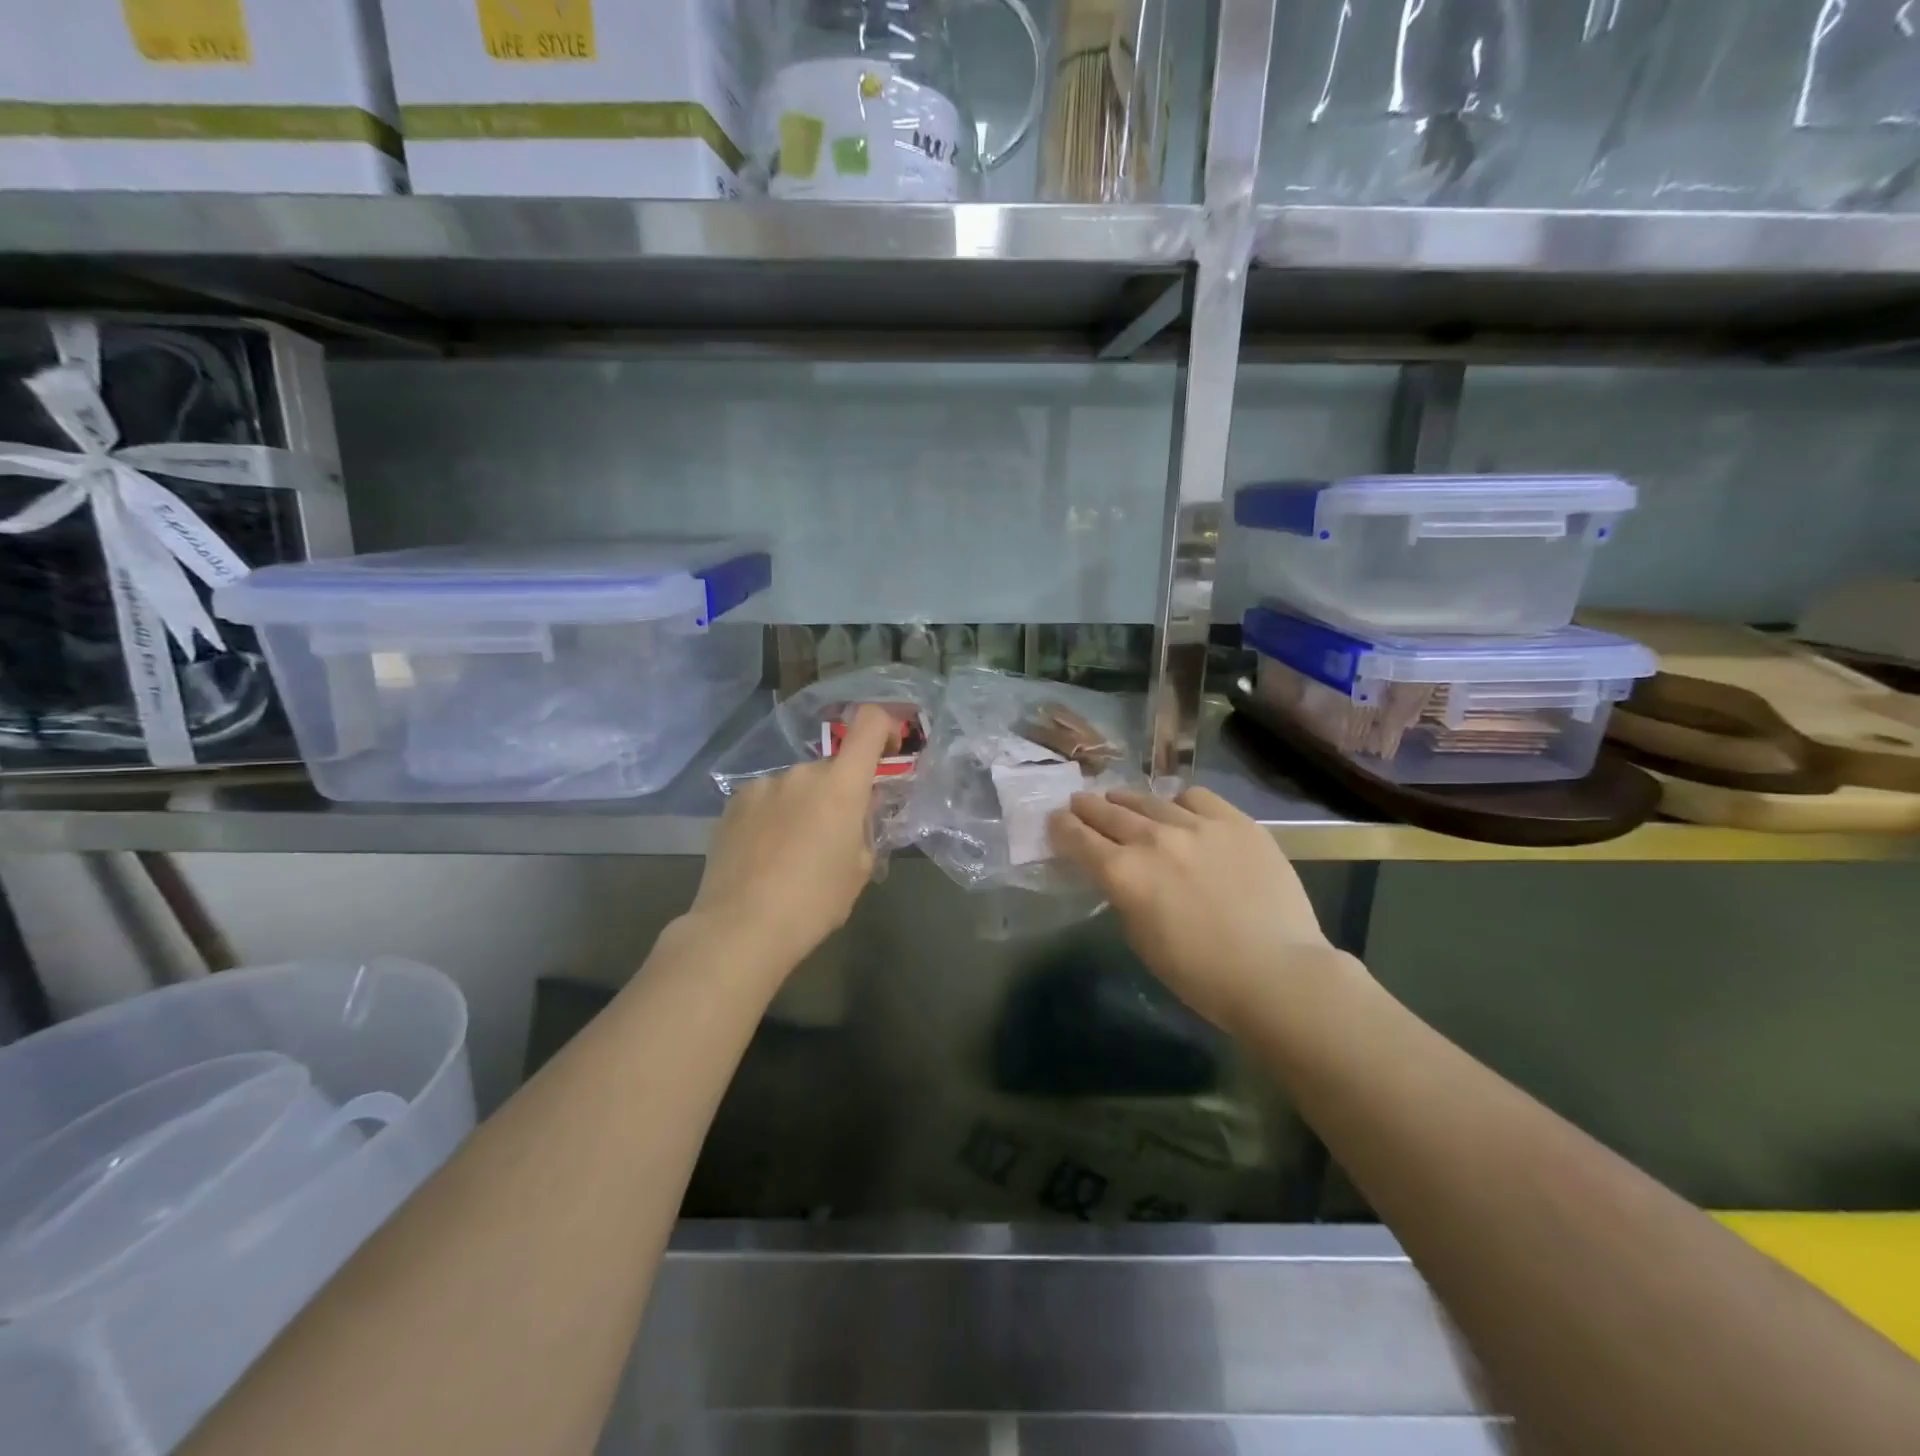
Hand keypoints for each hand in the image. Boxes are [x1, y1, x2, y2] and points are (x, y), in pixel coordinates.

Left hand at [688, 705, 896, 972]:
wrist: (740, 927)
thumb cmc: (814, 902)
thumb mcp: (859, 869)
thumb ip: (864, 828)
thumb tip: (859, 811)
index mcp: (841, 784)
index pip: (870, 724)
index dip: (886, 727)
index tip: (889, 751)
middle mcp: (802, 772)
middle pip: (832, 768)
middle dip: (839, 793)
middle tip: (834, 836)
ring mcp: (763, 785)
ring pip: (797, 786)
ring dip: (803, 805)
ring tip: (792, 852)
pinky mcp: (733, 803)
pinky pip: (766, 799)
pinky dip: (773, 816)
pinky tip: (763, 853)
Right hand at [1048, 786, 1348, 1031]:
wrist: (1277, 973)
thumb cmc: (1201, 975)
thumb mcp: (1142, 940)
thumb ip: (1126, 898)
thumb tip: (1126, 877)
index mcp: (1123, 875)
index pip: (1079, 840)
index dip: (1062, 827)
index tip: (1055, 820)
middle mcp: (1153, 840)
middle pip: (1108, 813)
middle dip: (1088, 807)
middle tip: (1078, 802)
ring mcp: (1196, 825)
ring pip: (1149, 801)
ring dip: (1127, 801)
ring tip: (1120, 800)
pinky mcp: (1235, 822)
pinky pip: (1196, 798)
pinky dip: (1178, 802)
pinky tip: (1179, 809)